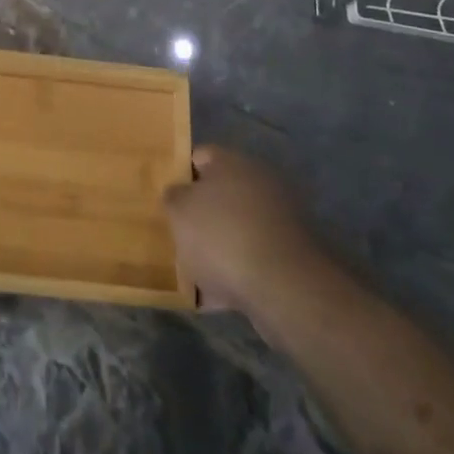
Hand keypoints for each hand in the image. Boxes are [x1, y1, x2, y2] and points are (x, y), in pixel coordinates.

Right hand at [165, 145, 326, 315]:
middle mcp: (259, 184)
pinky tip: (212, 297)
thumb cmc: (222, 236)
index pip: (198, 156)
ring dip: (217, 247)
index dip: (178, 174)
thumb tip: (178, 193)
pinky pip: (252, 261)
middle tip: (175, 233)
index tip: (163, 196)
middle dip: (198, 215)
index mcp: (232, 162)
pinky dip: (234, 274)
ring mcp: (278, 221)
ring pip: (235, 230)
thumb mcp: (179, 211)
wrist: (284, 288)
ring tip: (190, 271)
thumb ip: (173, 196)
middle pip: (219, 195)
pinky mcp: (290, 257)